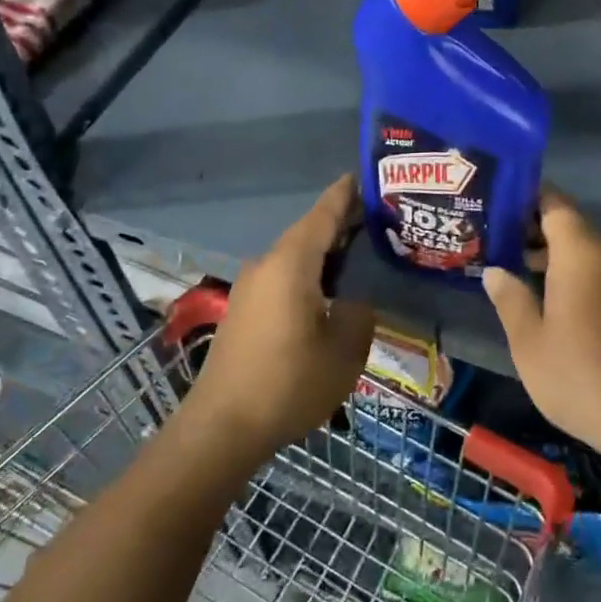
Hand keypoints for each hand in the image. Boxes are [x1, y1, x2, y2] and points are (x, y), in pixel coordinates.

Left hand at [181, 176, 373, 464]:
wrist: (222, 427)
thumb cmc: (289, 382)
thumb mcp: (344, 349)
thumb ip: (358, 313)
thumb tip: (352, 301)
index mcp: (291, 262)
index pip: (323, 214)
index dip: (345, 194)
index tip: (364, 175)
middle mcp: (267, 264)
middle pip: (308, 232)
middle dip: (340, 223)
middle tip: (378, 220)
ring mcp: (251, 287)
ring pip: (295, 256)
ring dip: (324, 252)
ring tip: (359, 253)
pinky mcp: (244, 310)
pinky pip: (283, 276)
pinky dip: (309, 273)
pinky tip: (327, 290)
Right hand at [482, 187, 600, 455]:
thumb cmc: (579, 375)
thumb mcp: (529, 341)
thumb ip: (510, 298)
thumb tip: (495, 271)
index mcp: (582, 254)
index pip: (555, 204)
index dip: (527, 197)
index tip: (499, 202)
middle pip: (571, 227)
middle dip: (534, 230)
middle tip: (497, 241)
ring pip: (587, 253)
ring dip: (554, 257)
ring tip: (516, 271)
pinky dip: (576, 276)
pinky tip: (551, 301)